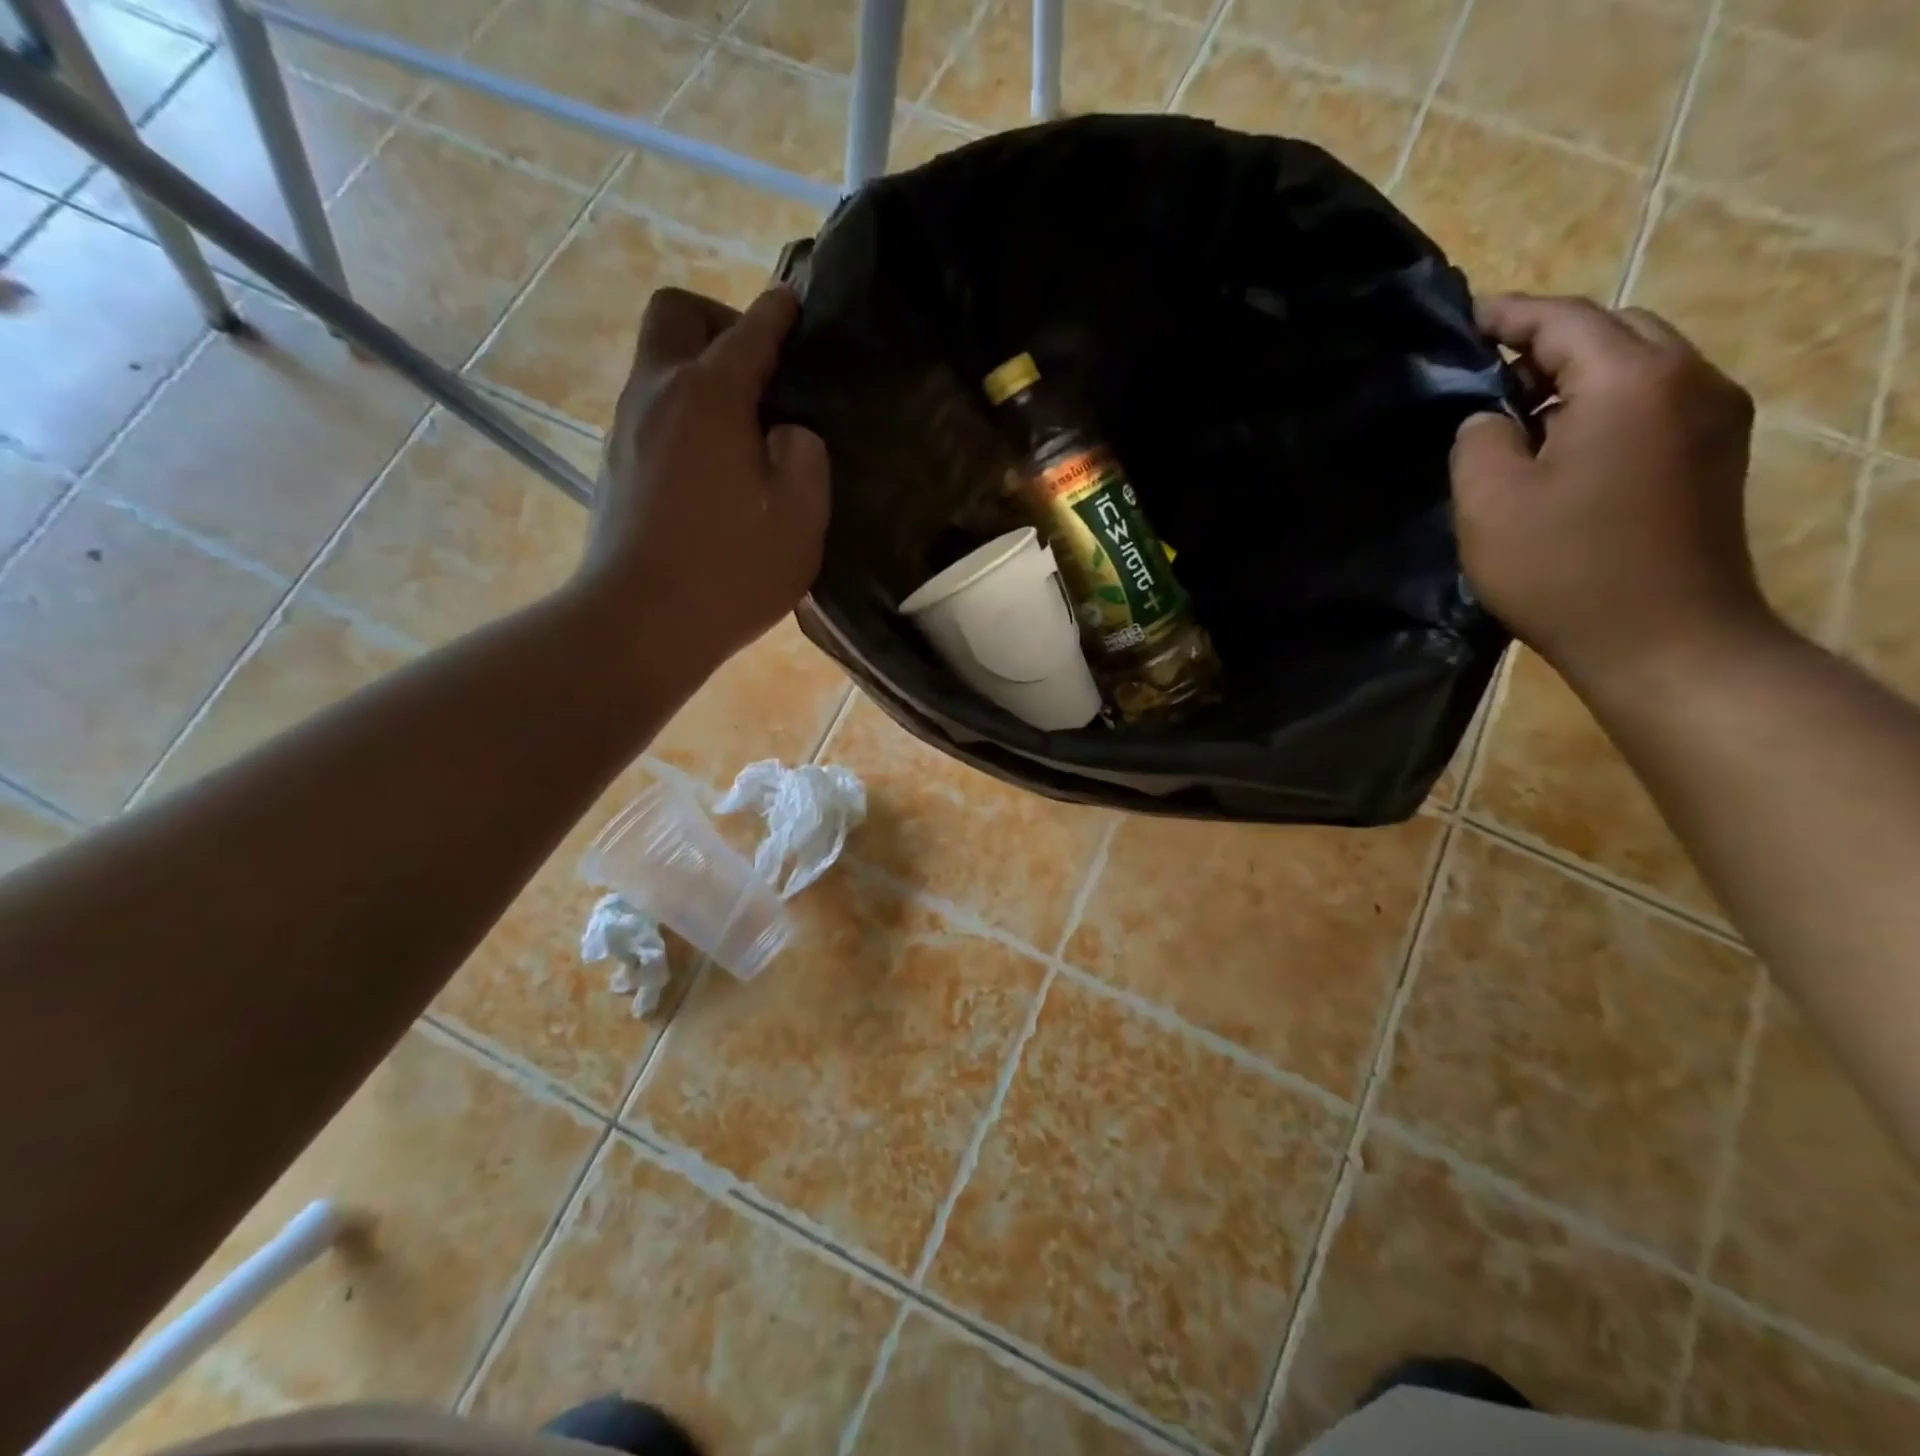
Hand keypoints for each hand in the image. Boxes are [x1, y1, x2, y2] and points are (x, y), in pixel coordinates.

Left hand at [578, 285, 830, 666]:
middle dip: (719, 322)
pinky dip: (682, 413)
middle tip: (757, 372)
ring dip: (697, 371)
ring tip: (742, 427)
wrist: (641, 622)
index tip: (796, 304)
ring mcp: (626, 428)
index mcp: (710, 395)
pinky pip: (650, 410)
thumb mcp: (801, 518)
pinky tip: (711, 465)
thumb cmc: (731, 571)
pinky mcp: (614, 464)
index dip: (779, 313)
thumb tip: (785, 433)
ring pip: (656, 363)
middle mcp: (658, 393)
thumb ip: (805, 457)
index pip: (750, 331)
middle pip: (675, 314)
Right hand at [1450, 293, 1767, 693]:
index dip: (1507, 315)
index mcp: (1632, 380)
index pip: (1564, 318)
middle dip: (1545, 341)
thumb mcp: (1489, 501)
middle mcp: (1690, 380)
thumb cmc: (1564, 568)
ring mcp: (1714, 418)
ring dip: (1575, 375)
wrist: (1664, 639)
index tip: (1460, 320)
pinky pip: (1653, 403)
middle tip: (1482, 372)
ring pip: (1638, 365)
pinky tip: (1559, 446)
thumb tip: (1491, 417)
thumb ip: (1479, 439)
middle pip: (1613, 330)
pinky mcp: (1714, 456)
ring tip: (1514, 413)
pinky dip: (1602, 405)